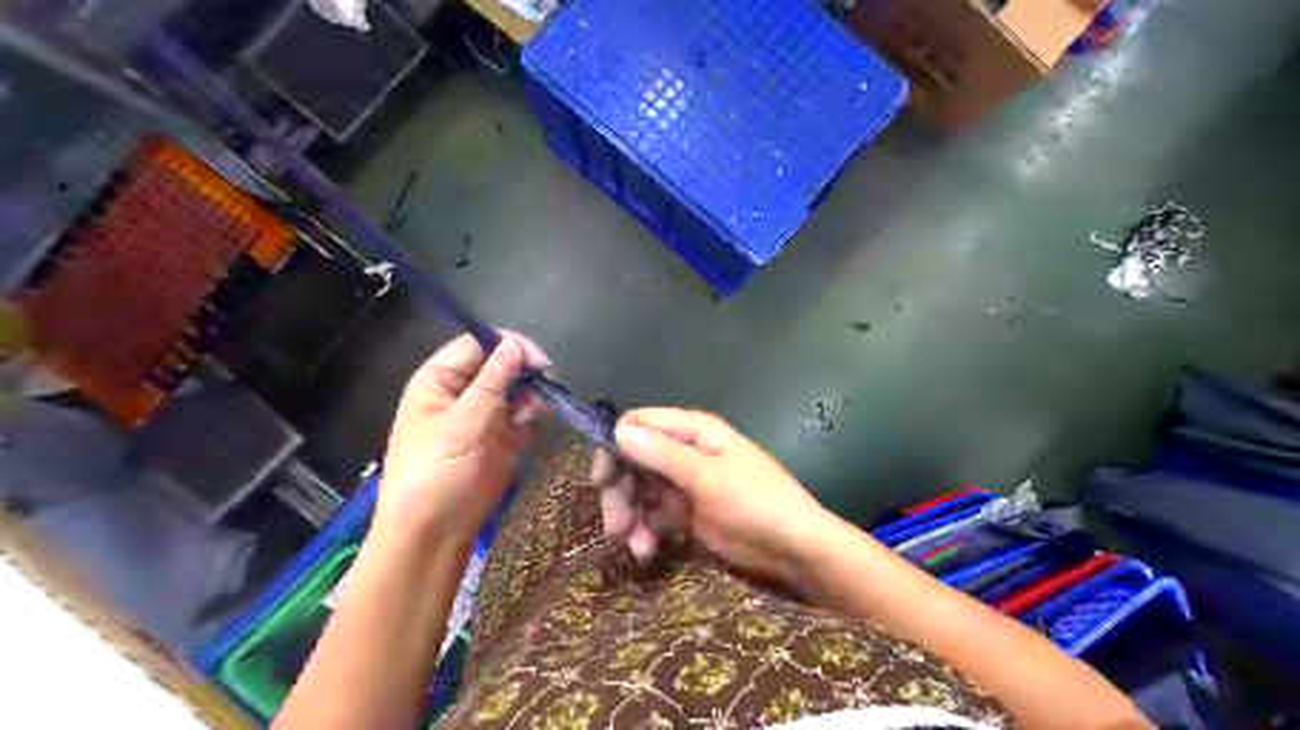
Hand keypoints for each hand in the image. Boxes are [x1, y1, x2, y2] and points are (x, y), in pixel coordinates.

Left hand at [381, 332, 552, 546]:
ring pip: (515, 390)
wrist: (434, 532)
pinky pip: (522, 416)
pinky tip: (536, 423)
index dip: (508, 345)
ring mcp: (482, 416)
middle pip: (500, 365)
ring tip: (537, 409)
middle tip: (546, 382)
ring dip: (531, 394)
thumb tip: (514, 343)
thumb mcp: (462, 422)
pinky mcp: (500, 439)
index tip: (538, 360)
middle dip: (524, 371)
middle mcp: (462, 393)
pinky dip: (533, 416)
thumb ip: (492, 382)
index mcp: (439, 380)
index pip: (477, 345)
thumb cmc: (436, 472)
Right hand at [600, 409, 836, 583]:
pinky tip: (646, 552)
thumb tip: (618, 432)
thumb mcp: (709, 479)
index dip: (615, 447)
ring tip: (634, 545)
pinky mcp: (686, 511)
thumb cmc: (757, 504)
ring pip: (639, 490)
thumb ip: (663, 455)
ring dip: (629, 516)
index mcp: (693, 431)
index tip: (602, 480)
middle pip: (634, 460)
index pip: (639, 424)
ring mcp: (685, 482)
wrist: (795, 549)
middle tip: (615, 526)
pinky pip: (652, 514)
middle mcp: (685, 451)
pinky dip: (644, 531)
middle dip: (620, 491)